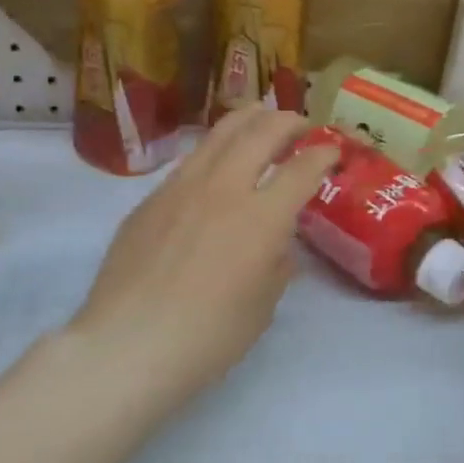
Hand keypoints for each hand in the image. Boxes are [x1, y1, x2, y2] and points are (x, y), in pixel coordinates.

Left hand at [64, 106, 337, 423]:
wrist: (129, 343)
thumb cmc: (208, 337)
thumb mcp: (262, 307)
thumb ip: (276, 266)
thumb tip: (276, 245)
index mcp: (262, 217)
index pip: (302, 168)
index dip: (324, 154)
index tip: (333, 150)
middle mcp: (223, 188)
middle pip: (261, 132)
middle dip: (288, 121)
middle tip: (300, 125)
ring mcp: (180, 188)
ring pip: (219, 134)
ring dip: (248, 121)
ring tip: (260, 119)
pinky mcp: (149, 199)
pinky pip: (189, 161)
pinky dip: (213, 151)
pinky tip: (214, 166)